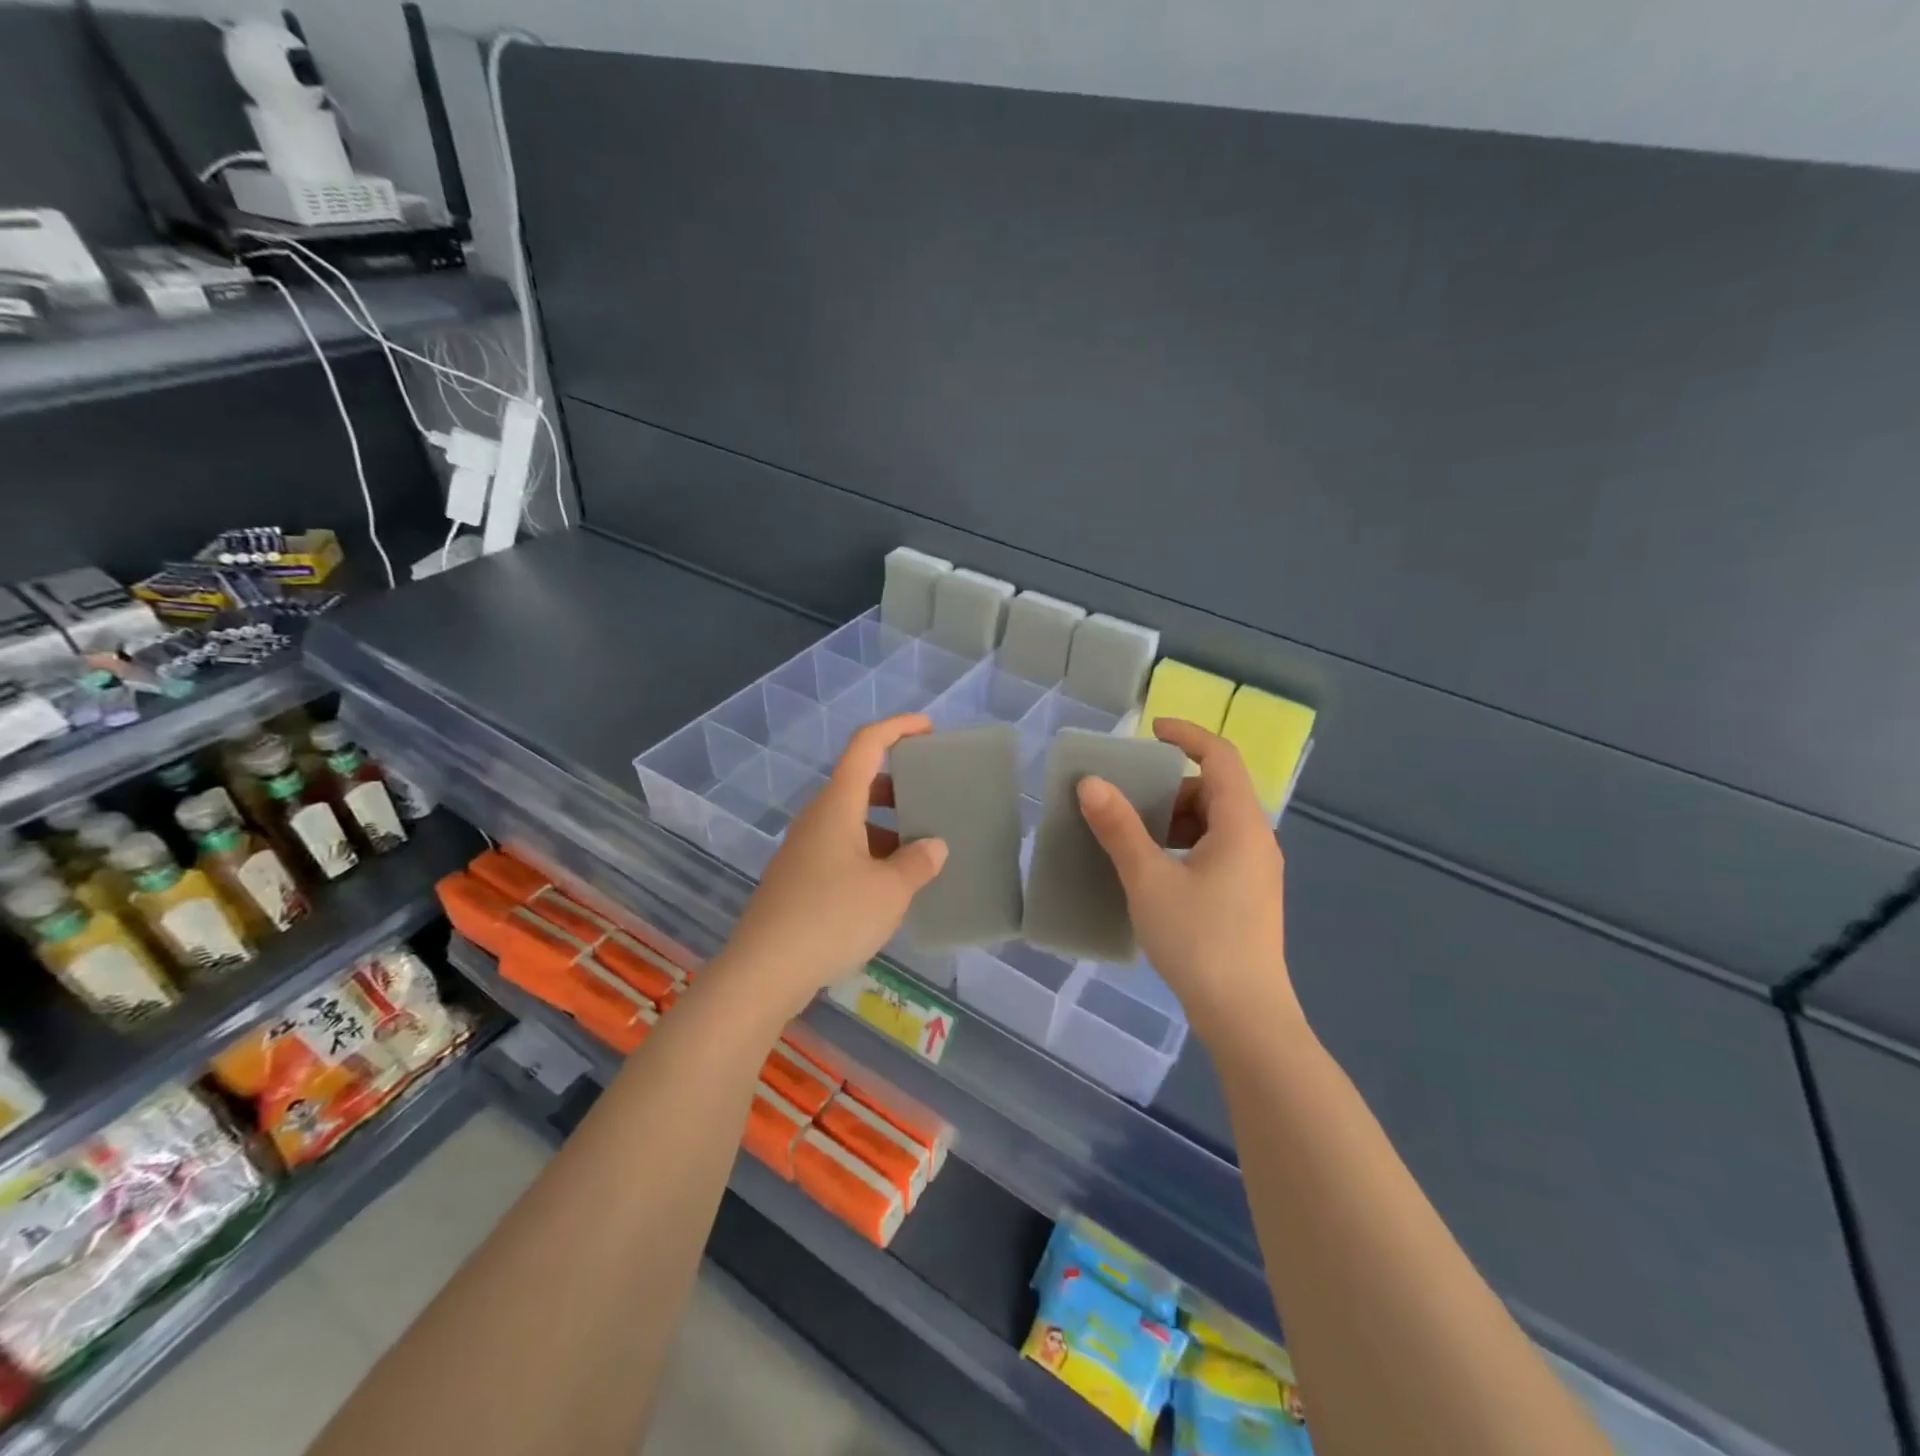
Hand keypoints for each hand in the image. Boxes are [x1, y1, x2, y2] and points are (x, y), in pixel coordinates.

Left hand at [721, 716, 948, 1016]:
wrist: (764, 971)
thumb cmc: (832, 918)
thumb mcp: (889, 891)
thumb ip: (918, 863)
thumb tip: (933, 846)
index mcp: (837, 805)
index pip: (866, 745)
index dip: (897, 727)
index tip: (928, 729)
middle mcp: (817, 818)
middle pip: (859, 781)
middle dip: (897, 783)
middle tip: (932, 797)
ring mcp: (804, 849)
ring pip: (851, 819)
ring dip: (885, 823)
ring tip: (921, 848)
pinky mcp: (799, 879)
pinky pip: (841, 848)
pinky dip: (870, 851)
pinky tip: (890, 884)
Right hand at [1076, 719, 1300, 1045]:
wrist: (1246, 1018)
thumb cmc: (1199, 941)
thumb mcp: (1149, 880)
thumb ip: (1120, 828)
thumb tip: (1091, 784)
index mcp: (1241, 825)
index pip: (1221, 757)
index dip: (1187, 735)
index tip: (1150, 730)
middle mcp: (1256, 841)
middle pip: (1215, 791)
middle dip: (1170, 786)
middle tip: (1128, 798)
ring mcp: (1256, 872)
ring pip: (1214, 824)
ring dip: (1174, 819)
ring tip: (1133, 837)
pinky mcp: (1248, 897)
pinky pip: (1215, 851)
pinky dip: (1183, 846)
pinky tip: (1154, 873)